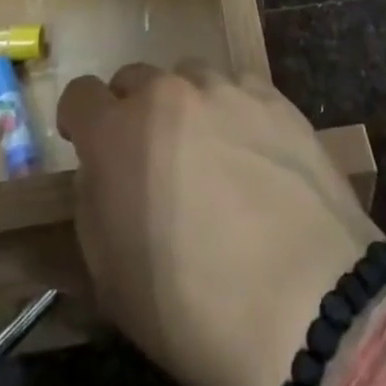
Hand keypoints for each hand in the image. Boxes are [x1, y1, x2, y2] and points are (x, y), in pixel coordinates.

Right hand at [58, 63, 381, 385]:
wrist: (307, 301)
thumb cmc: (194, 307)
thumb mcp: (111, 280)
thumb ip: (93, 207)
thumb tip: (101, 175)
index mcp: (117, 133)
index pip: (80, 95)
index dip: (78, 118)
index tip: (84, 142)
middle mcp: (167, 94)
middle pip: (135, 79)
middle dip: (132, 111)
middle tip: (149, 159)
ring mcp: (224, 88)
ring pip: (189, 78)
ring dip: (185, 107)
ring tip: (207, 155)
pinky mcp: (273, 96)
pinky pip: (238, 88)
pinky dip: (233, 111)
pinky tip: (252, 154)